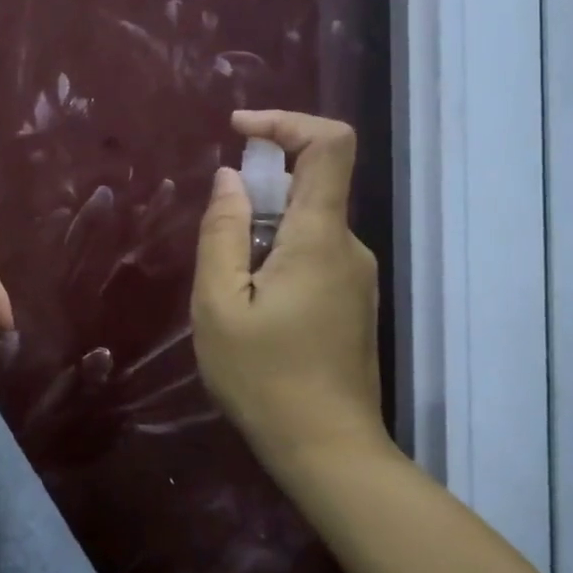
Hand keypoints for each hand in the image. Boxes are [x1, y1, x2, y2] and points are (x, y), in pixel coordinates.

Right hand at [192, 111, 387, 481]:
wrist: (327, 451)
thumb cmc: (264, 378)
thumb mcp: (218, 304)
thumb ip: (222, 233)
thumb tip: (230, 179)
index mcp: (319, 238)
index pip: (329, 145)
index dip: (286, 121)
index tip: (238, 130)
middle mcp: (348, 246)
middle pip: (311, 184)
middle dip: (257, 192)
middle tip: (218, 244)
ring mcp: (355, 274)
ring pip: (306, 223)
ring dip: (261, 233)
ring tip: (229, 291)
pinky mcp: (351, 298)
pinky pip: (311, 252)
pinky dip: (276, 256)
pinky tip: (252, 308)